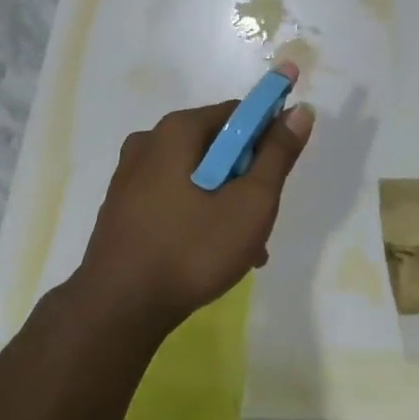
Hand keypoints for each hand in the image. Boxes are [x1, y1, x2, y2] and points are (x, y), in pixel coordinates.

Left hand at [76, 66, 314, 338]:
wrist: (118, 309)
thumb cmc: (192, 250)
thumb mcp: (250, 202)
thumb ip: (277, 154)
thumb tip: (300, 110)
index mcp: (177, 130)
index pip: (238, 113)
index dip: (268, 137)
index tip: (279, 176)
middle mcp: (149, 142)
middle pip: (217, 146)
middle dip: (246, 179)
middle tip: (262, 220)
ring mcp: (130, 175)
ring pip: (196, 176)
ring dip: (226, 203)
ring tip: (244, 249)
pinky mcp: (123, 206)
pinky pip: (173, 197)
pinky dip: (198, 215)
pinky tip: (210, 254)